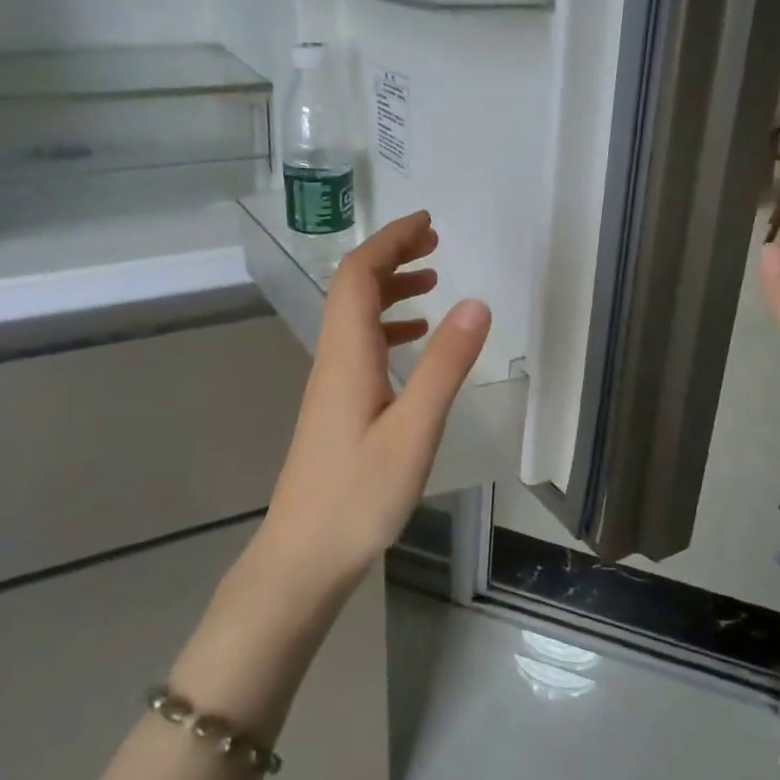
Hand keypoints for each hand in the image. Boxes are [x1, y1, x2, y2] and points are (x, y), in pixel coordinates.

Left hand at [264, 211, 491, 576]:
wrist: (303, 556)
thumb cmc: (359, 496)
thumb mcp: (414, 430)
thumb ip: (445, 366)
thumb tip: (476, 303)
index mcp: (347, 355)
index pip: (358, 275)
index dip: (389, 241)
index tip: (427, 224)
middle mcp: (333, 360)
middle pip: (353, 289)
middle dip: (391, 256)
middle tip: (435, 244)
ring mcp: (332, 385)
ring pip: (356, 318)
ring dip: (391, 290)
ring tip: (433, 283)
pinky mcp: (337, 409)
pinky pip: (361, 347)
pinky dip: (389, 328)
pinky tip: (414, 343)